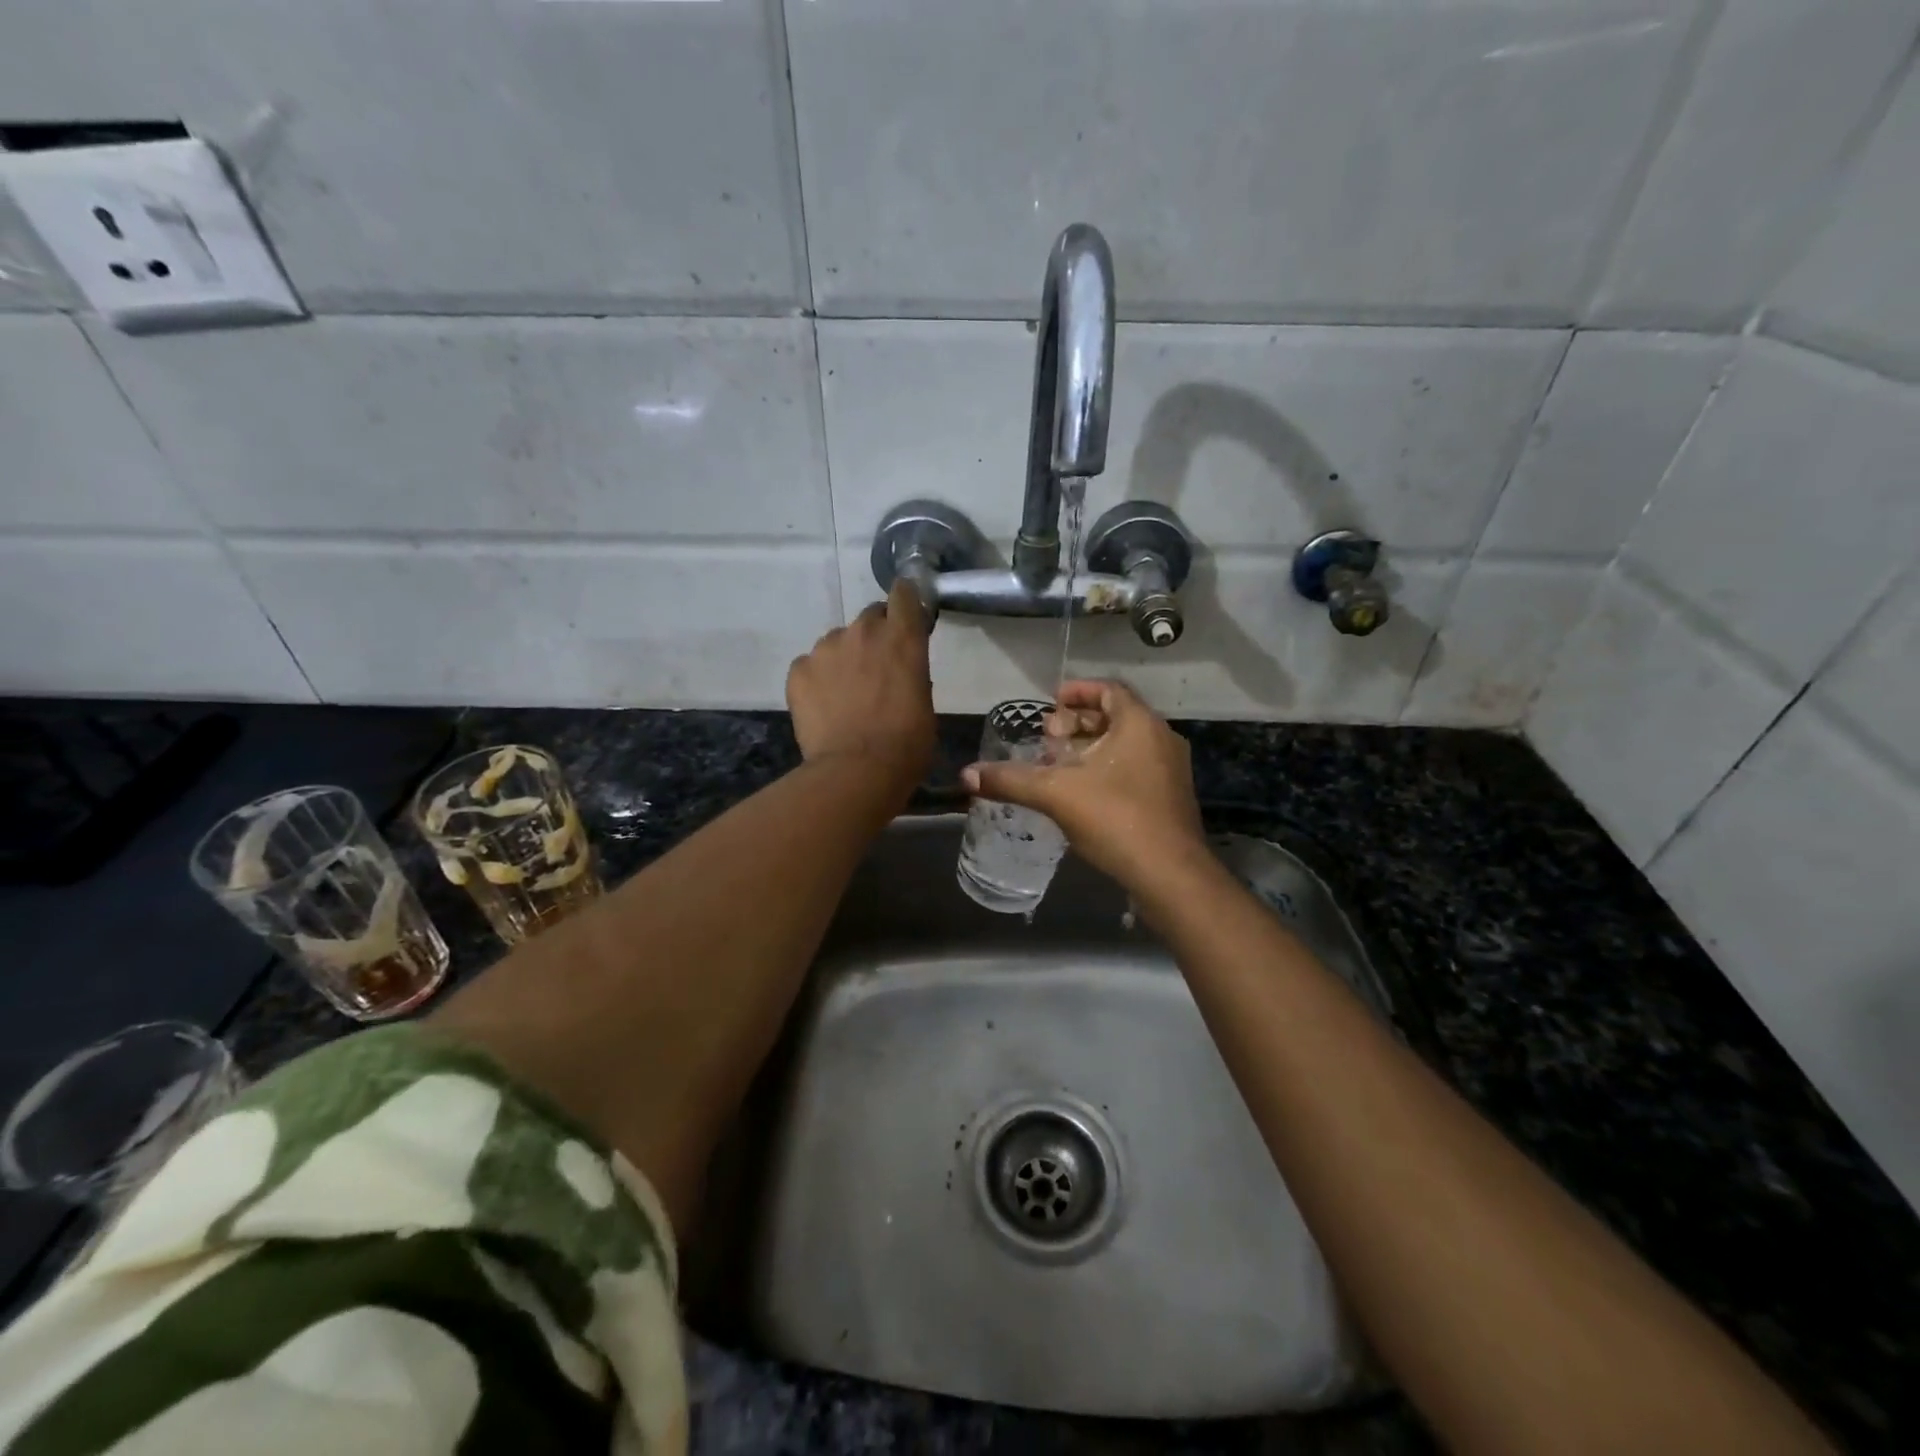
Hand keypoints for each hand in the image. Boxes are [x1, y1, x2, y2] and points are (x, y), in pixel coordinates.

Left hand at [787, 580, 935, 789]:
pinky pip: (810, 666)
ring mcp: (825, 648)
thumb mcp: (924, 706)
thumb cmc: (906, 745)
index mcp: (902, 639)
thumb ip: (913, 676)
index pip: (904, 595)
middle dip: (875, 636)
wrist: (856, 771)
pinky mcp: (798, 670)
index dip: (905, 600)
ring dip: (844, 659)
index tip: (905, 612)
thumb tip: (902, 674)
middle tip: (877, 669)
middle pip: (869, 618)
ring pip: (837, 642)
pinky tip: (824, 707)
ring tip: (846, 695)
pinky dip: (818, 680)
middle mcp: (863, 632)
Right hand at [962, 679, 1207, 890]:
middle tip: (1048, 736)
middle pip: (1116, 717)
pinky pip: (1135, 769)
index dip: (1078, 692)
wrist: (1170, 874)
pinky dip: (1107, 769)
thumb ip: (1011, 780)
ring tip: (1059, 765)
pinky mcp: (1170, 798)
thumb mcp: (1055, 794)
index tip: (1051, 702)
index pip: (1109, 690)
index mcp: (1139, 724)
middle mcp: (1161, 738)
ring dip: (1091, 748)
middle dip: (1079, 723)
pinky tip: (1082, 794)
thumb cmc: (1116, 818)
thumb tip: (966, 775)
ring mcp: (1170, 770)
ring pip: (1126, 745)